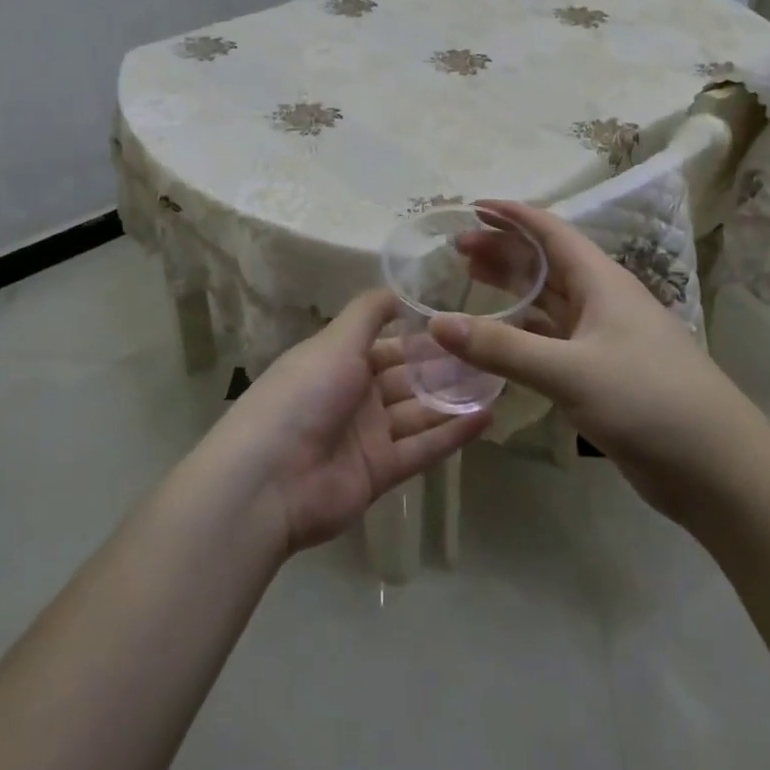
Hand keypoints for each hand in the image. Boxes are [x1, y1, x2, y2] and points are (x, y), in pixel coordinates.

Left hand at [210, 290, 491, 554]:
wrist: (269, 479)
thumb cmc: (303, 396)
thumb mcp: (334, 342)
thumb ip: (368, 314)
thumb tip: (396, 290)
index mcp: (339, 362)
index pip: (390, 346)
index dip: (423, 337)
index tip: (464, 325)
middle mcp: (356, 396)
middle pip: (409, 379)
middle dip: (446, 368)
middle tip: (492, 354)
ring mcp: (369, 436)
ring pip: (420, 412)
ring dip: (455, 399)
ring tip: (499, 382)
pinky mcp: (381, 472)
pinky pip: (422, 448)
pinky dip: (452, 434)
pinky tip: (487, 418)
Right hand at [428, 201, 764, 515]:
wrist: (716, 467)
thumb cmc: (648, 400)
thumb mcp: (569, 370)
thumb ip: (502, 347)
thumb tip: (437, 323)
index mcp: (602, 282)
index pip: (550, 232)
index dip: (512, 216)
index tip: (472, 208)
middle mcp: (603, 301)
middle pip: (546, 264)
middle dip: (504, 251)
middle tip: (457, 249)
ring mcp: (604, 339)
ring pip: (549, 302)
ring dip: (512, 289)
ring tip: (469, 281)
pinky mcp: (602, 375)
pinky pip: (552, 341)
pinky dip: (522, 333)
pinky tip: (498, 339)